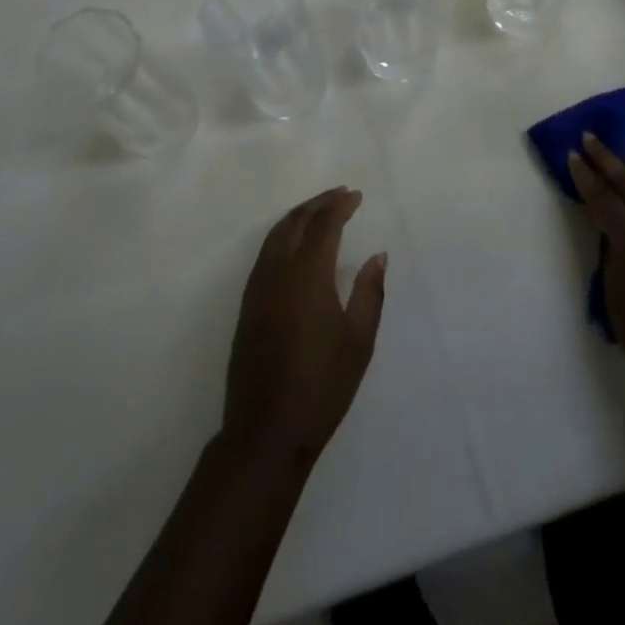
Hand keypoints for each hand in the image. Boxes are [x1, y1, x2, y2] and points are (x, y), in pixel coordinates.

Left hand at [222, 188, 386, 468]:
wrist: (267, 430)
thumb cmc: (322, 386)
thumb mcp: (359, 341)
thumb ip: (370, 293)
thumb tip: (377, 256)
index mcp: (308, 275)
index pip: (323, 225)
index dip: (340, 206)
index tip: (356, 196)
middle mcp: (278, 271)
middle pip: (296, 221)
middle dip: (318, 203)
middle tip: (339, 194)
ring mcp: (257, 287)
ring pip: (276, 234)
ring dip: (298, 216)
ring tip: (318, 210)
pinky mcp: (247, 304)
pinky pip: (265, 252)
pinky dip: (282, 234)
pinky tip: (294, 243)